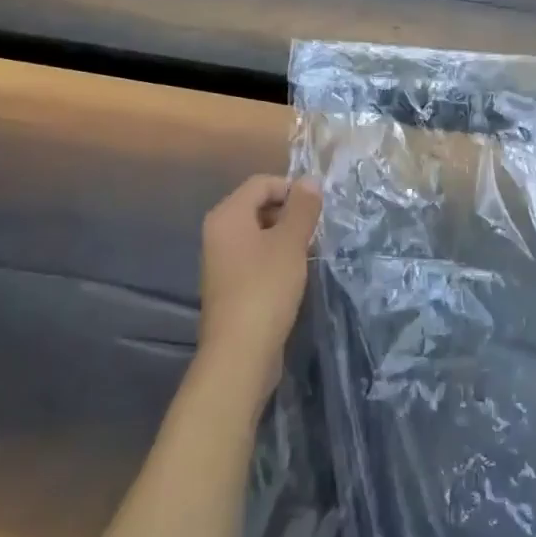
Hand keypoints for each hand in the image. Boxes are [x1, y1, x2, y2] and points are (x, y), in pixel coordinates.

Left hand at [198, 175, 322, 398]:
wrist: (239, 355)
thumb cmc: (265, 289)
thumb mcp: (291, 242)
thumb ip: (302, 208)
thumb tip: (309, 181)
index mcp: (227, 215)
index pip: (262, 183)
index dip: (291, 188)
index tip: (317, 209)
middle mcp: (218, 233)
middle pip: (258, 205)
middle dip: (290, 213)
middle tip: (315, 230)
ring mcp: (221, 261)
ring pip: (259, 233)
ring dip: (285, 236)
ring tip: (309, 252)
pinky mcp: (229, 286)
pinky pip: (255, 256)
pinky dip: (275, 258)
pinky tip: (294, 274)